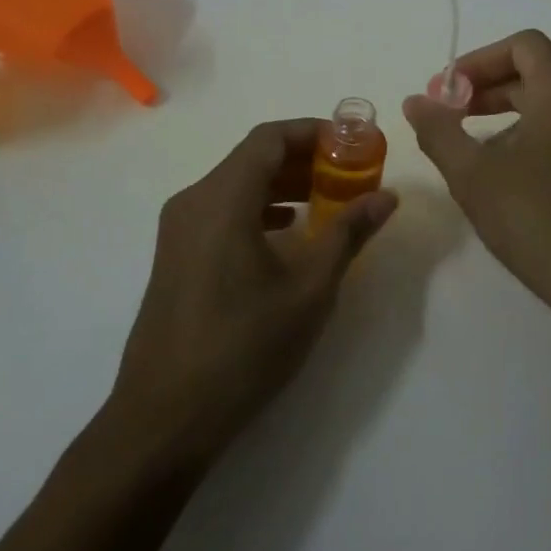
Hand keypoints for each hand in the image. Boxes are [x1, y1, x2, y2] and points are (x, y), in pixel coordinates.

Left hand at [110, 119, 397, 463]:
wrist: (164, 418)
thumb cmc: (243, 347)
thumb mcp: (309, 290)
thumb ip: (347, 234)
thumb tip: (386, 196)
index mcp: (222, 198)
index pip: (269, 139)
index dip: (314, 132)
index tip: (353, 143)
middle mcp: (193, 201)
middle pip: (252, 158)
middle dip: (303, 159)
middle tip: (349, 172)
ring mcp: (178, 231)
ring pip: (236, 186)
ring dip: (282, 185)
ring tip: (327, 199)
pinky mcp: (175, 257)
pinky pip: (221, 212)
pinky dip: (259, 209)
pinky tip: (288, 233)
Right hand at [404, 30, 550, 331]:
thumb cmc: (536, 219)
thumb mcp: (472, 174)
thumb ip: (438, 130)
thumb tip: (415, 102)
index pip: (522, 45)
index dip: (478, 60)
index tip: (447, 92)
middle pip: (536, 72)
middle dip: (487, 88)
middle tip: (450, 116)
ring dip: (508, 112)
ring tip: (473, 146)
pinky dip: (533, 132)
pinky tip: (509, 172)